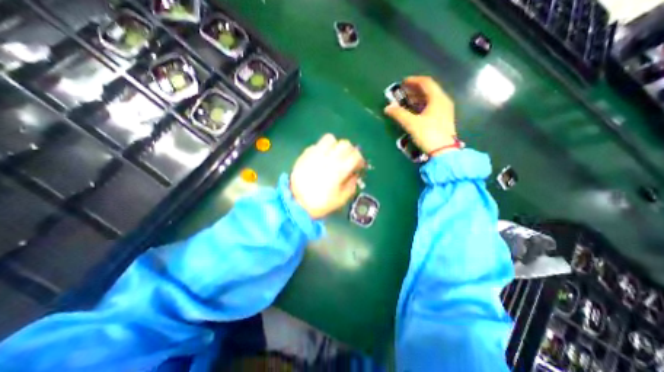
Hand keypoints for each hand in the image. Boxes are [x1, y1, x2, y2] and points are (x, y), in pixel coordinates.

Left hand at [290, 136, 365, 218]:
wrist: (297, 203)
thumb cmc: (321, 203)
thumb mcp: (341, 199)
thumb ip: (351, 185)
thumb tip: (354, 175)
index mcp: (339, 170)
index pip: (355, 155)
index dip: (360, 159)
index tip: (358, 166)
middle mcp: (328, 158)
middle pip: (345, 144)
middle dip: (350, 150)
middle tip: (348, 159)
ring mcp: (315, 154)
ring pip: (330, 139)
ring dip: (335, 145)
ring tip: (334, 154)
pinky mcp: (305, 155)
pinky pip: (316, 145)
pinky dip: (322, 149)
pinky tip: (320, 159)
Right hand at [382, 75, 459, 153]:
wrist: (443, 151)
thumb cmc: (428, 134)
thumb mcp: (411, 123)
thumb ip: (399, 114)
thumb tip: (387, 108)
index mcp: (438, 98)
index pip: (426, 83)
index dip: (413, 80)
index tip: (402, 82)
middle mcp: (443, 102)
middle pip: (428, 90)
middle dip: (414, 89)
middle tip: (402, 92)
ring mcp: (444, 111)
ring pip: (430, 99)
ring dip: (417, 98)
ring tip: (406, 101)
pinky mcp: (443, 120)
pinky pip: (431, 107)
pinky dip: (421, 106)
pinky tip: (414, 111)